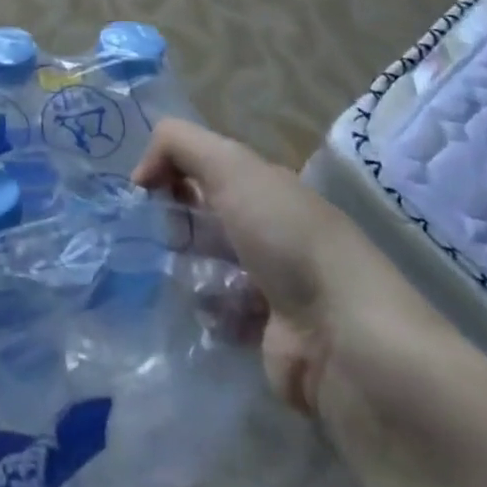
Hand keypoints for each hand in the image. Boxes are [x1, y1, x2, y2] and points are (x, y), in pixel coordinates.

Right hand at [134, 118, 425, 421]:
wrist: (346, 341)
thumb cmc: (288, 240)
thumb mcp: (231, 166)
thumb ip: (177, 145)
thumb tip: (140, 175)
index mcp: (266, 188)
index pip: (205, 167)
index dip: (171, 171)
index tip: (147, 189)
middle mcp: (269, 230)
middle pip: (201, 216)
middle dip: (174, 222)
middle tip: (162, 235)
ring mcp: (269, 284)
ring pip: (203, 264)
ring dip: (185, 268)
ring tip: (183, 277)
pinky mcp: (264, 334)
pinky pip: (216, 314)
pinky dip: (205, 312)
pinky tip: (206, 314)